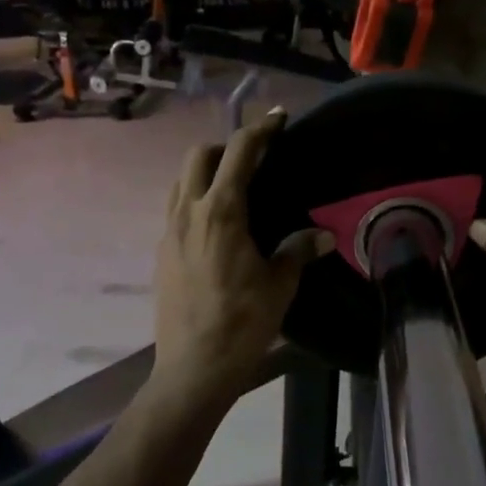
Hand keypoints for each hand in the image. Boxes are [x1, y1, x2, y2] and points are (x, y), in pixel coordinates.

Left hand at [150, 109, 330, 408]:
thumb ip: (299, 250)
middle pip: (198, 155)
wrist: (194, 367)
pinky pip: (175, 210)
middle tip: (254, 161)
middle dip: (226, 147)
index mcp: (221, 212)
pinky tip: (216, 228)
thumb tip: (324, 235)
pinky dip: (195, 201)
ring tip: (233, 190)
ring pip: (180, 181)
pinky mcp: (161, 253)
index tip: (279, 118)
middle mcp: (189, 212)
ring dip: (205, 172)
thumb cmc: (243, 322)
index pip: (239, 152)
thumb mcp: (280, 284)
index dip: (260, 130)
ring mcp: (169, 232)